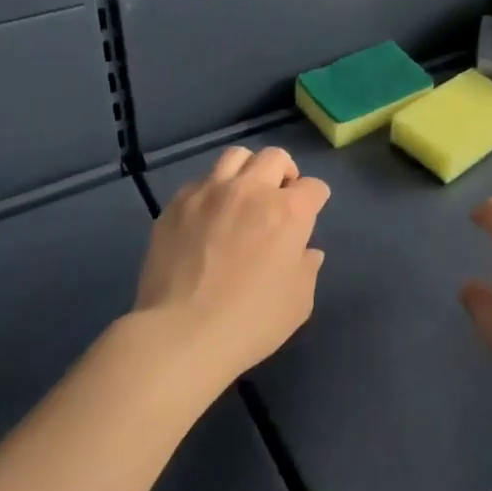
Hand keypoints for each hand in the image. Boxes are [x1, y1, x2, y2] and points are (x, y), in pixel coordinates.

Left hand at [134, 146, 328, 388]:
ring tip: (243, 196)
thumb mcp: (298, 301)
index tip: (308, 218)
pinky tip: (207, 218)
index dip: (315, 201)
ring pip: (235, 156)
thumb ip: (307, 268)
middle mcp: (251, 190)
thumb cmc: (251, 321)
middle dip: (285, 173)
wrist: (180, 334)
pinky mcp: (176, 205)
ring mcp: (209, 193)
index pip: (314, 187)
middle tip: (279, 198)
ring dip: (247, 171)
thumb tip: (306, 251)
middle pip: (275, 157)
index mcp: (288, 211)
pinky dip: (211, 192)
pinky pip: (200, 181)